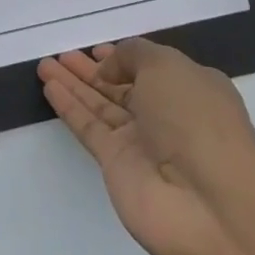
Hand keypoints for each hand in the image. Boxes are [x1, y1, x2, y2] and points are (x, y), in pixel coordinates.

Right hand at [39, 38, 254, 254]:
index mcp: (189, 87)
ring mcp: (141, 142)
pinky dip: (70, 107)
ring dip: (74, 84)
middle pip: (121, 86)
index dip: (123, 57)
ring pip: (101, 105)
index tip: (95, 49)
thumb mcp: (167, 66)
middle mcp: (166, 114)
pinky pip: (89, 128)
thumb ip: (133, 56)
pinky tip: (49, 87)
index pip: (150, 67)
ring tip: (45, 65)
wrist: (210, 205)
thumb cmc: (197, 120)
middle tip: (61, 54)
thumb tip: (107, 69)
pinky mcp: (117, 166)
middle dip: (92, 70)